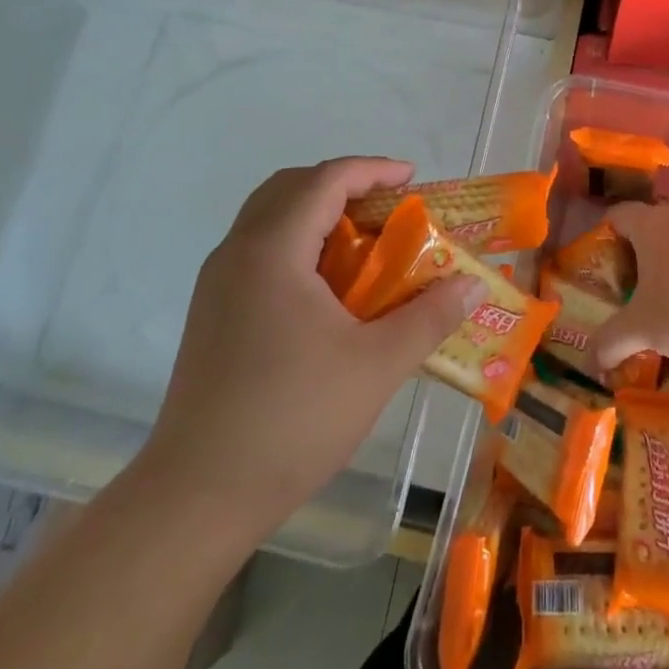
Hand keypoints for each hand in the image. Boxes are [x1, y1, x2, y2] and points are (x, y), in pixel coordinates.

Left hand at [137, 157, 483, 550]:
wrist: (197, 497)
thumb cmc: (292, 420)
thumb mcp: (377, 365)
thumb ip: (429, 317)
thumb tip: (471, 285)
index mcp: (272, 251)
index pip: (324, 180)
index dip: (372, 170)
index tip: (413, 179)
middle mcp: (237, 253)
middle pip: (291, 188)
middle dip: (344, 185)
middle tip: (389, 207)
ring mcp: (218, 284)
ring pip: (270, 219)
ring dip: (319, 214)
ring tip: (365, 243)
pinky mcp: (212, 314)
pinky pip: (260, 251)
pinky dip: (299, 244)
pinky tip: (330, 288)